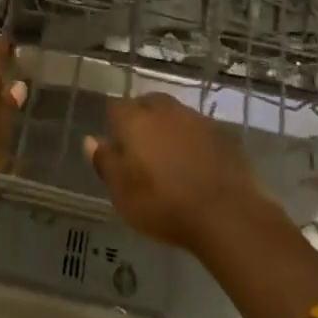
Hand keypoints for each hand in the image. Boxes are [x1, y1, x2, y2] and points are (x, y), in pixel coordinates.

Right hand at [87, 93, 317, 317]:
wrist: (226, 214)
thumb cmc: (164, 205)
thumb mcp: (123, 193)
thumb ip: (105, 162)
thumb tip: (90, 140)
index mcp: (136, 121)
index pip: (116, 107)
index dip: (114, 123)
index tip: (115, 143)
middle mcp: (165, 111)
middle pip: (148, 103)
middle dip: (142, 117)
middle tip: (141, 147)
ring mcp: (196, 119)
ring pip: (175, 114)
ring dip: (168, 127)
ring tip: (169, 155)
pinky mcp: (222, 133)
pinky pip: (198, 129)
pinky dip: (192, 139)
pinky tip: (196, 162)